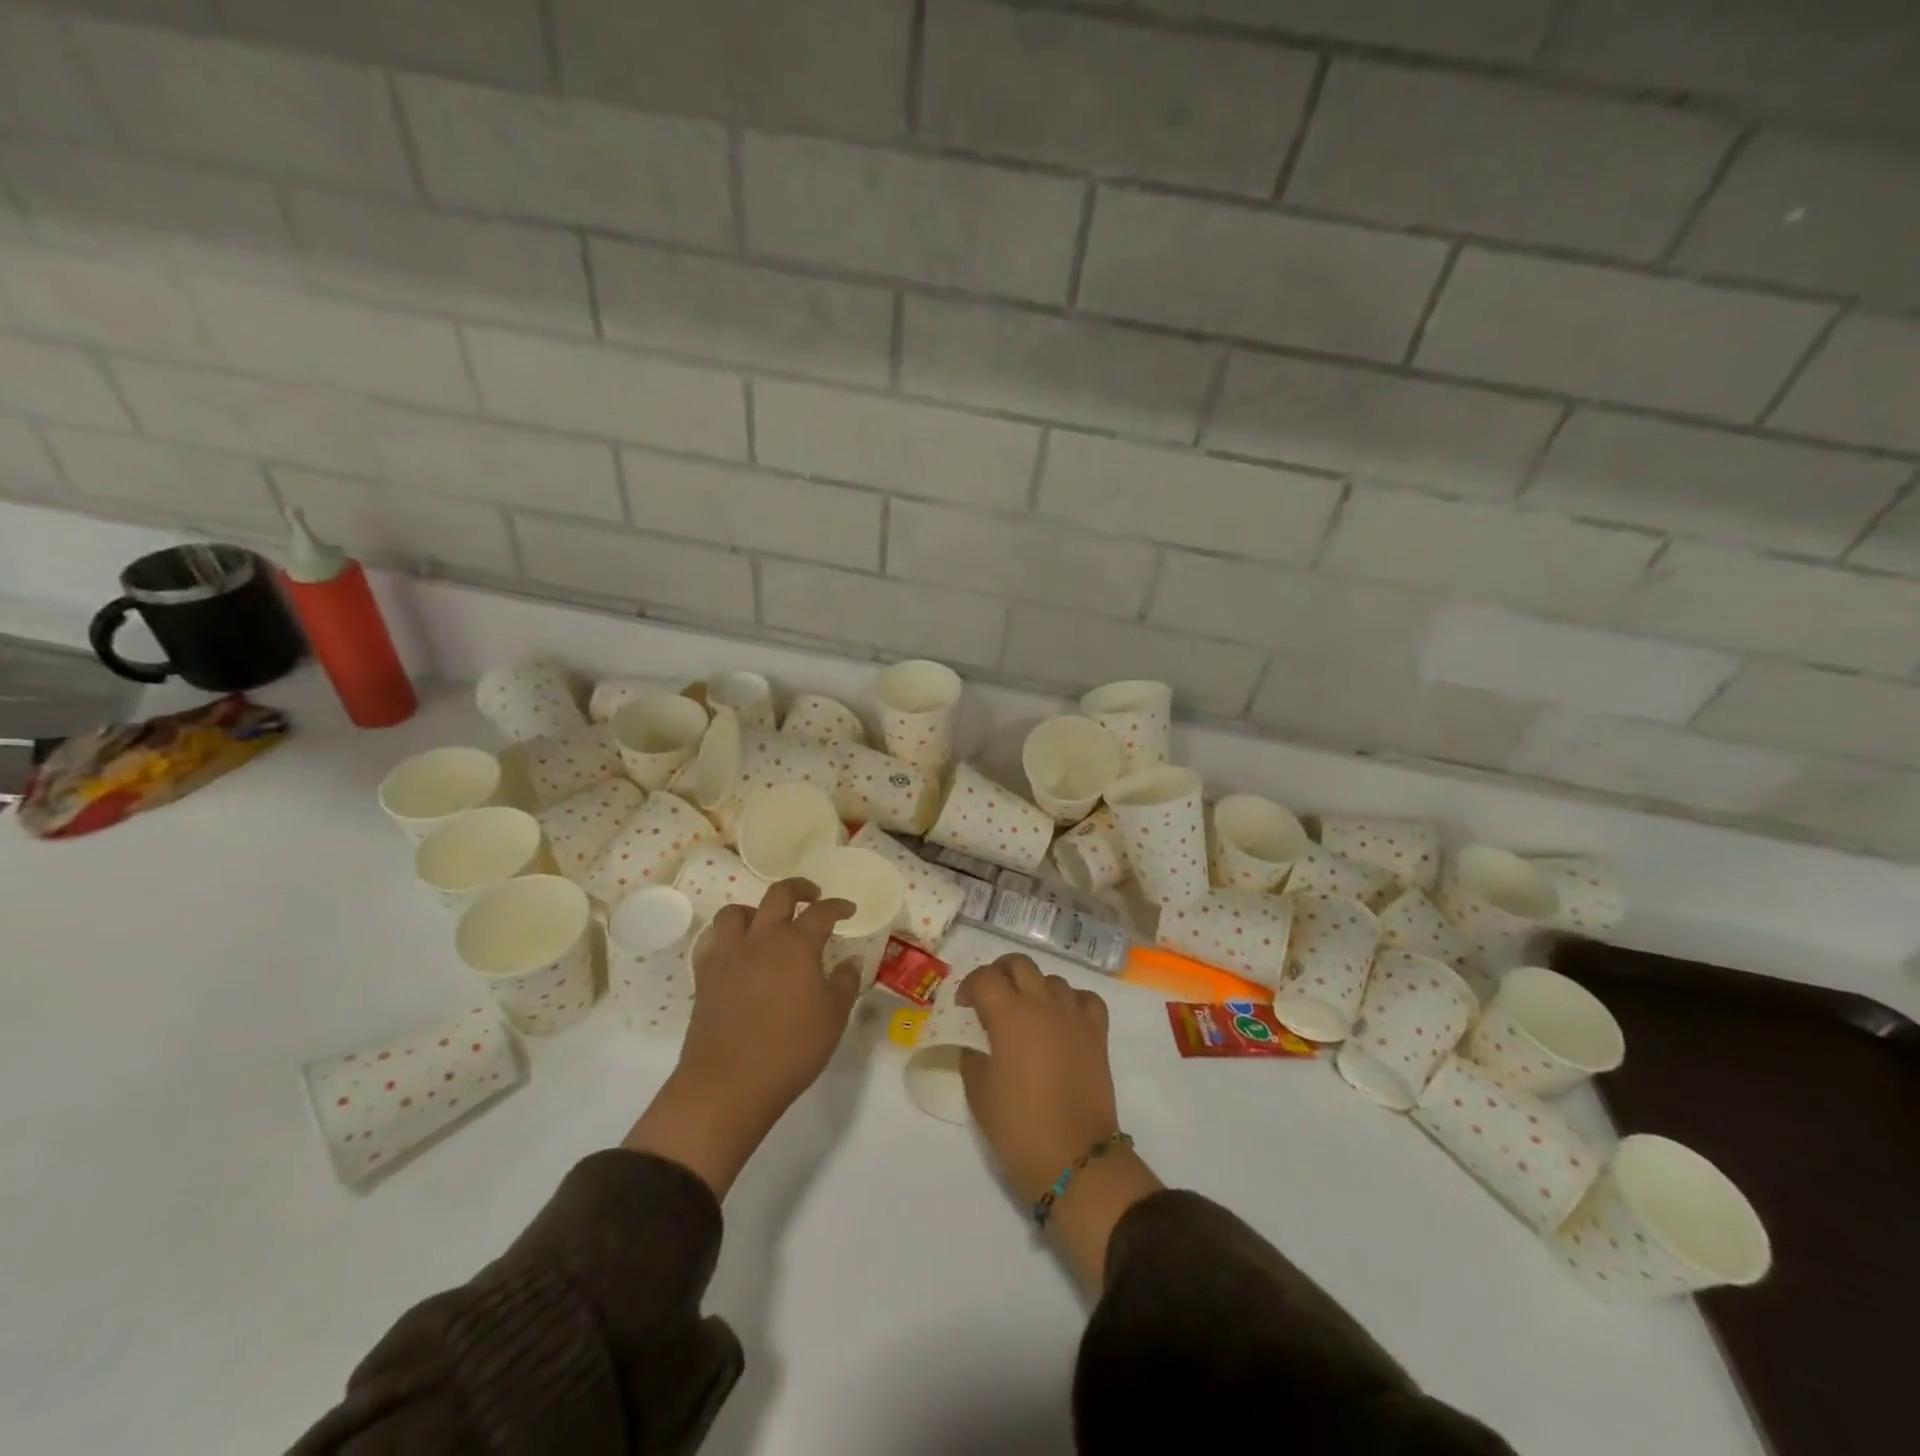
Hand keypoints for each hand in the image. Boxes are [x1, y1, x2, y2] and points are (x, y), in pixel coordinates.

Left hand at [680, 877, 860, 1109]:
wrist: (728, 1083)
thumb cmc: (791, 1049)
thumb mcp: (833, 1017)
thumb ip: (845, 982)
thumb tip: (850, 959)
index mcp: (797, 945)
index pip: (821, 912)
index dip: (838, 906)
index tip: (848, 910)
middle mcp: (762, 938)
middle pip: (778, 895)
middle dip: (799, 889)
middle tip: (812, 896)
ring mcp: (729, 954)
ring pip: (737, 911)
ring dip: (756, 909)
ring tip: (767, 923)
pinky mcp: (705, 974)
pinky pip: (715, 940)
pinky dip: (729, 937)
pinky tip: (739, 953)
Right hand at [958, 955, 1162, 1294]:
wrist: (1075, 1157)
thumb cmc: (1019, 1127)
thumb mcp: (979, 1092)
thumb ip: (972, 1056)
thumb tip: (975, 1042)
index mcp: (1010, 1015)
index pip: (985, 977)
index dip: (969, 985)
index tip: (963, 1007)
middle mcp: (1043, 1004)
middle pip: (1020, 964)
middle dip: (1000, 973)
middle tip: (990, 997)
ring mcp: (1074, 1015)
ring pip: (1052, 979)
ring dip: (1034, 987)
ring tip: (1026, 1013)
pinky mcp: (1097, 1033)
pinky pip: (1085, 999)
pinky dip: (1071, 1001)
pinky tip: (1062, 1019)